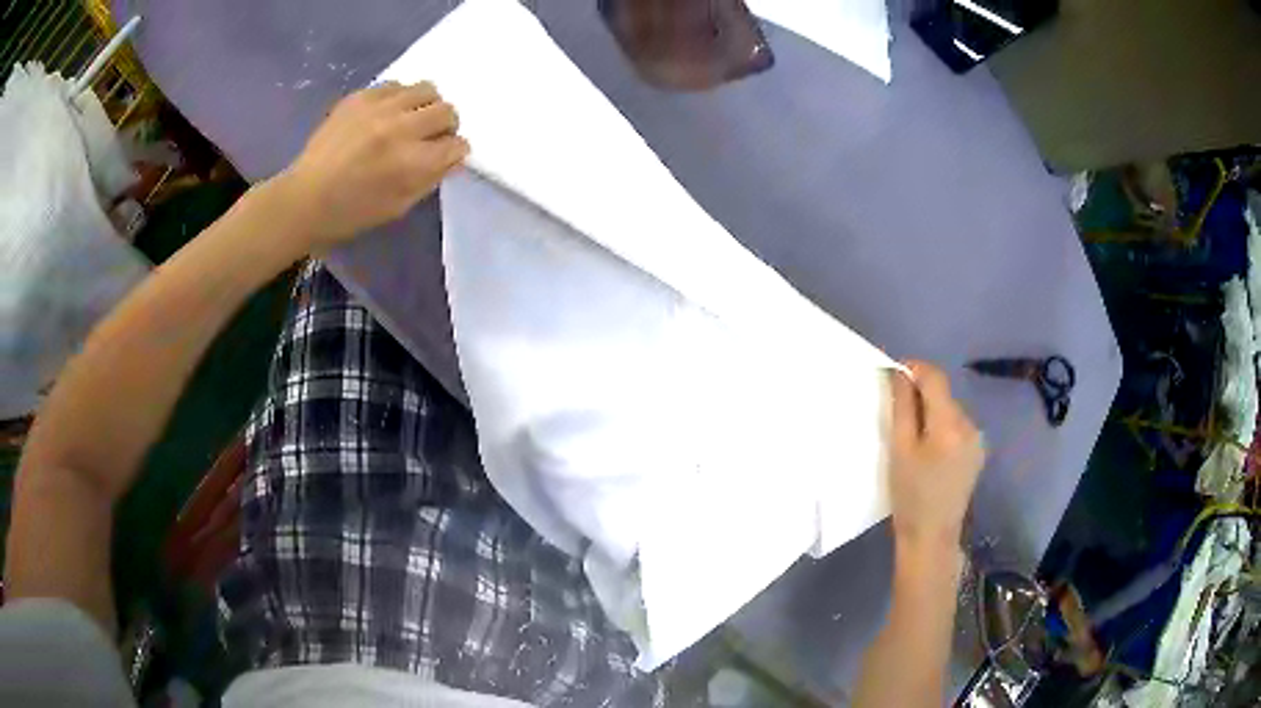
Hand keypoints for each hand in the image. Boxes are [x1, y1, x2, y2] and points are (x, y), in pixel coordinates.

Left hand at [276, 81, 469, 248]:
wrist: (304, 198)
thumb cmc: (351, 212)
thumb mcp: (398, 207)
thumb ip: (430, 179)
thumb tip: (451, 156)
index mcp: (412, 163)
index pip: (457, 145)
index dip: (454, 152)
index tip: (444, 156)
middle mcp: (401, 129)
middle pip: (447, 112)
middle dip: (445, 127)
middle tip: (429, 137)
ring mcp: (379, 108)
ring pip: (427, 90)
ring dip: (425, 106)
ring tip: (410, 120)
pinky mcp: (361, 97)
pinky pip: (396, 85)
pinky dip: (399, 98)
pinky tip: (386, 114)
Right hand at [888, 361, 984, 555]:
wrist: (932, 537)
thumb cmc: (909, 497)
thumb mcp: (899, 450)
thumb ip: (901, 407)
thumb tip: (899, 373)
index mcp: (950, 424)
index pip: (935, 377)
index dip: (914, 369)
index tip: (893, 375)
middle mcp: (970, 425)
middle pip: (943, 394)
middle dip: (921, 395)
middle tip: (896, 413)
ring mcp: (977, 439)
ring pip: (950, 410)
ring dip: (931, 412)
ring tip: (912, 437)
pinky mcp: (978, 452)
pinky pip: (957, 426)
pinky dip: (941, 428)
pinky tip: (930, 450)